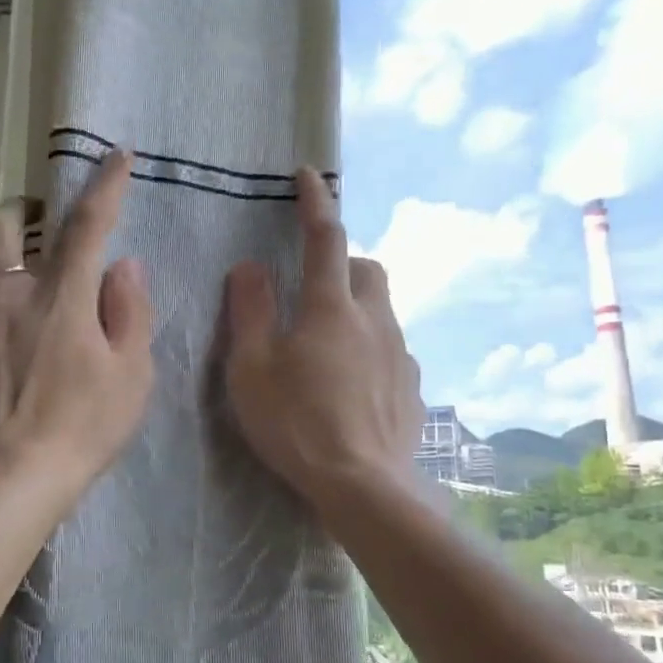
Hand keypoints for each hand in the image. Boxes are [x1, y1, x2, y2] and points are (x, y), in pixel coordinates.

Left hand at [0, 149, 154, 491]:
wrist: (13, 478)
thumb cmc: (83, 429)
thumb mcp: (132, 375)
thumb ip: (130, 313)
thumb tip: (124, 267)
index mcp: (62, 297)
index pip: (87, 224)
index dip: (105, 185)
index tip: (117, 157)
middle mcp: (8, 297)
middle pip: (0, 226)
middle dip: (20, 214)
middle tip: (37, 229)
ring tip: (0, 271)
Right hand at [223, 168, 421, 517]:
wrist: (364, 487)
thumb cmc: (296, 424)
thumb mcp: (252, 369)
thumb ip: (249, 312)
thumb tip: (249, 266)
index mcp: (331, 308)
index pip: (325, 238)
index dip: (315, 202)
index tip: (308, 175)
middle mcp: (375, 320)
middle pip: (368, 268)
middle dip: (343, 263)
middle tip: (312, 287)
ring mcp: (401, 355)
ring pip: (383, 310)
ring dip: (357, 309)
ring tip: (326, 345)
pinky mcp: (413, 389)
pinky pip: (392, 351)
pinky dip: (371, 350)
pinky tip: (352, 385)